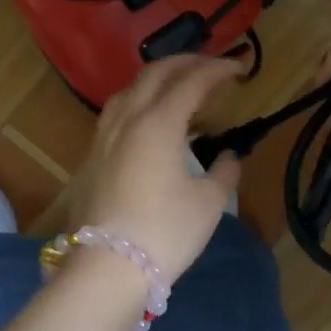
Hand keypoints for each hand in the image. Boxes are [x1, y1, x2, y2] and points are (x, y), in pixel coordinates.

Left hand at [69, 55, 243, 284]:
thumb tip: (229, 158)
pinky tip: (145, 120)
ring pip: (128, 90)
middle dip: (185, 62)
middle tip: (210, 66)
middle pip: (154, 74)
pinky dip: (137, 101)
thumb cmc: (165, 232)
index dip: (217, 70)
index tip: (239, 68)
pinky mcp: (91, 157)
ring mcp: (103, 137)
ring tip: (176, 87)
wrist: (107, 268)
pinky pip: (115, 112)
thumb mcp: (208, 204)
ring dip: (155, 79)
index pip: (191, 81)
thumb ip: (224, 173)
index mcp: (159, 122)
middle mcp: (128, 119)